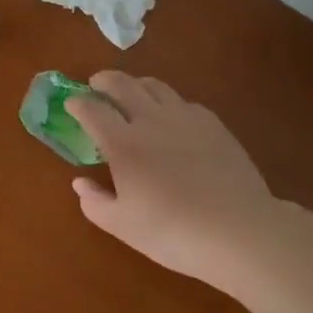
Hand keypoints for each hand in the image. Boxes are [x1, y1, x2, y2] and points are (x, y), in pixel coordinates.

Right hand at [67, 72, 277, 285]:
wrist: (241, 231)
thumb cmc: (174, 232)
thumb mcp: (124, 227)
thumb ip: (95, 203)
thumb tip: (80, 183)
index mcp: (123, 143)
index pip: (91, 109)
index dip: (77, 103)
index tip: (71, 104)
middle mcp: (150, 120)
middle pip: (121, 84)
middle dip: (103, 80)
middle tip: (96, 85)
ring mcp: (184, 118)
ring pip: (154, 85)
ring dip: (135, 84)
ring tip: (131, 94)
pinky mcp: (212, 124)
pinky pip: (183, 101)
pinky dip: (168, 102)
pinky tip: (171, 118)